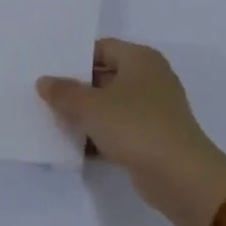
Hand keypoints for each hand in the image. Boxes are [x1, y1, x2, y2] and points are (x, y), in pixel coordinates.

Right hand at [37, 39, 225, 225]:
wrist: (181, 177)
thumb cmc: (135, 126)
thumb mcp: (90, 106)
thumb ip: (64, 92)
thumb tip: (44, 82)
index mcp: (140, 59)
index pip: (101, 48)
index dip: (74, 58)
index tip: (49, 70)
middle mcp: (151, 78)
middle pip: (105, 76)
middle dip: (77, 87)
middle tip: (45, 95)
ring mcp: (155, 110)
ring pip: (111, 104)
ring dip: (87, 114)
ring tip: (53, 119)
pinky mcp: (154, 138)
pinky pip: (119, 129)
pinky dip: (100, 134)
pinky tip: (75, 145)